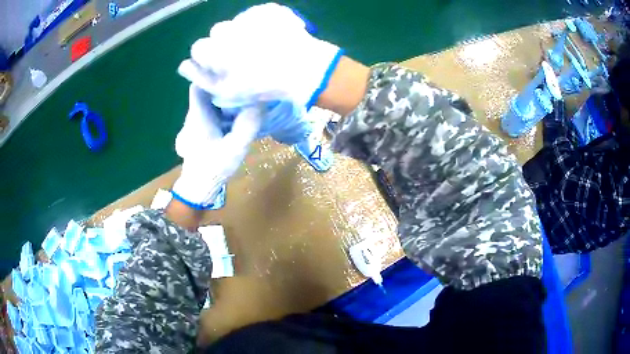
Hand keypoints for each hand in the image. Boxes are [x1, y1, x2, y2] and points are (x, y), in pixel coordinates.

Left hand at [171, 85, 261, 208]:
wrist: (200, 187)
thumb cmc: (213, 167)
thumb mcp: (235, 148)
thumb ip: (247, 125)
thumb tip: (260, 103)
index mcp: (199, 115)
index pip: (198, 85)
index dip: (211, 74)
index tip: (229, 69)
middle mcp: (195, 114)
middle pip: (206, 90)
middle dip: (222, 83)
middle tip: (244, 79)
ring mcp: (197, 122)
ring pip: (209, 100)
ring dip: (224, 95)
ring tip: (244, 90)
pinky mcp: (202, 128)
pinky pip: (212, 110)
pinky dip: (224, 106)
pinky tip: (238, 108)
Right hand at [177, 3, 343, 109]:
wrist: (304, 69)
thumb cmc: (262, 84)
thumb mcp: (227, 90)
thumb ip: (201, 77)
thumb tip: (183, 65)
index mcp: (216, 47)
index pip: (199, 47)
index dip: (209, 58)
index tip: (221, 66)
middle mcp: (229, 27)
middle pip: (217, 33)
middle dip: (225, 43)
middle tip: (243, 56)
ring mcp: (250, 16)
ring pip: (236, 23)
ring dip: (242, 32)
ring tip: (260, 46)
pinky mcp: (270, 10)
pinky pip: (256, 16)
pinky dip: (260, 24)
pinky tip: (272, 36)